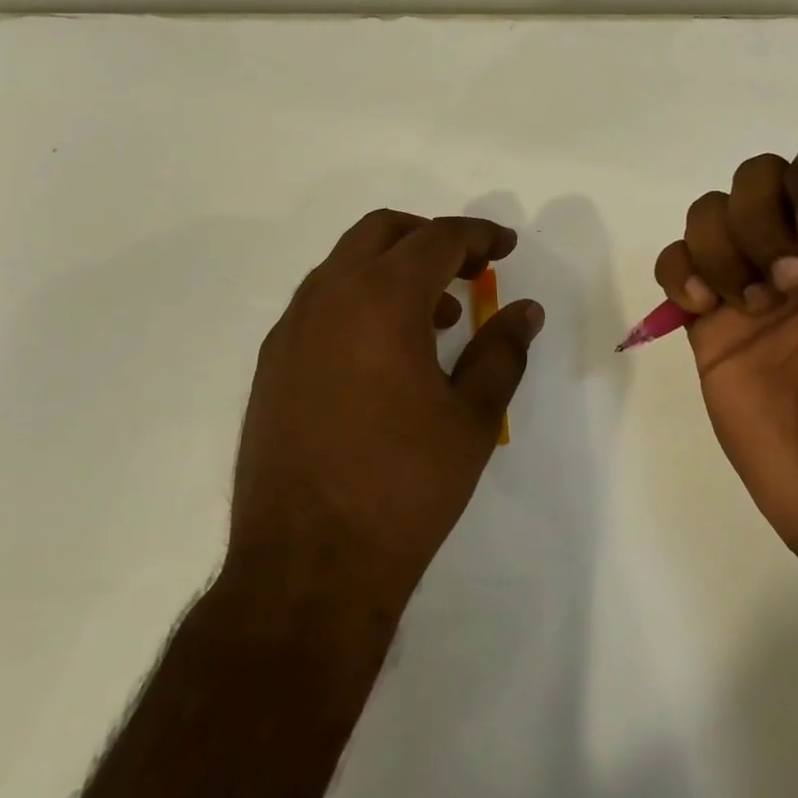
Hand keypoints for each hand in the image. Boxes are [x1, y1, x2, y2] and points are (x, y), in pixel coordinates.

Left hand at [225, 211, 544, 624]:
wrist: (308, 565)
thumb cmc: (405, 486)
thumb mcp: (473, 417)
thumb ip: (502, 351)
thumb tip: (525, 311)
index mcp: (382, 300)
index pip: (437, 239)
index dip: (478, 235)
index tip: (506, 246)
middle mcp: (328, 298)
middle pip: (381, 232)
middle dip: (430, 237)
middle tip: (469, 267)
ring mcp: (291, 330)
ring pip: (345, 264)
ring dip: (393, 268)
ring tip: (437, 315)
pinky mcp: (272, 363)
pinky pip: (320, 303)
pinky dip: (360, 299)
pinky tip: (386, 352)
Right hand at [654, 119, 797, 575]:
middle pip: (759, 175)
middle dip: (763, 219)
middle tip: (792, 284)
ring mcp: (754, 281)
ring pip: (711, 212)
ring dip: (725, 248)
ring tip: (752, 306)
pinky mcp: (711, 319)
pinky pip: (676, 260)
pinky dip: (682, 270)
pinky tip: (706, 307)